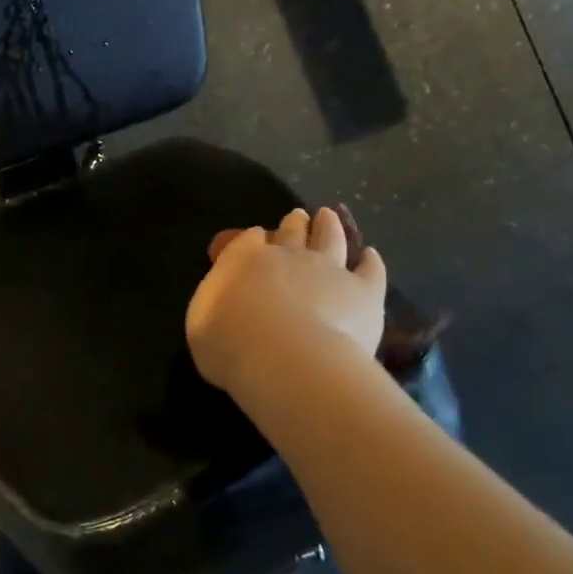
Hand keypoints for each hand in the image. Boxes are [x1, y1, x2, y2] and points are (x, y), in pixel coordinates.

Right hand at [186, 207, 387, 393]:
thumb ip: (217, 304)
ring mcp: (329, 269)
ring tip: (329, 217)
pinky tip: (371, 256)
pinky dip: (371, 261)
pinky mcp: (364, 291)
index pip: (249, 239)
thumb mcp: (201, 322)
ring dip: (330, 226)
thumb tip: (227, 300)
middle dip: (294, 223)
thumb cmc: (228, 342)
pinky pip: (370, 270)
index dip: (254, 238)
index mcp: (245, 258)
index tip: (256, 238)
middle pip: (292, 231)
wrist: (283, 357)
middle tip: (298, 216)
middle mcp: (288, 254)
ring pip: (331, 238)